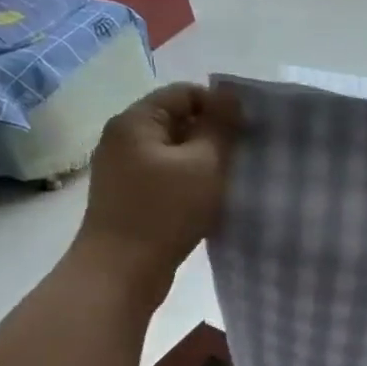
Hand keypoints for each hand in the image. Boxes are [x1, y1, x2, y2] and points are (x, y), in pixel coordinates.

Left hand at [71, 83, 240, 305]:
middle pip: (177, 121)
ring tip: (227, 182)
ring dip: (202, 163)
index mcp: (136, 121)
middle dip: (212, 136)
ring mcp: (122, 169)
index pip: (184, 93)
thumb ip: (220, 126)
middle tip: (241, 159)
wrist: (121, 272)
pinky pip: (164, 177)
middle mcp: (122, 138)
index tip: (245, 134)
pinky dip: (187, 183)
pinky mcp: (127, 197)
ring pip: (173, 152)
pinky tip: (206, 202)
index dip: (219, 107)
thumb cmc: (165, 212)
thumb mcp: (204, 164)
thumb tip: (230, 94)